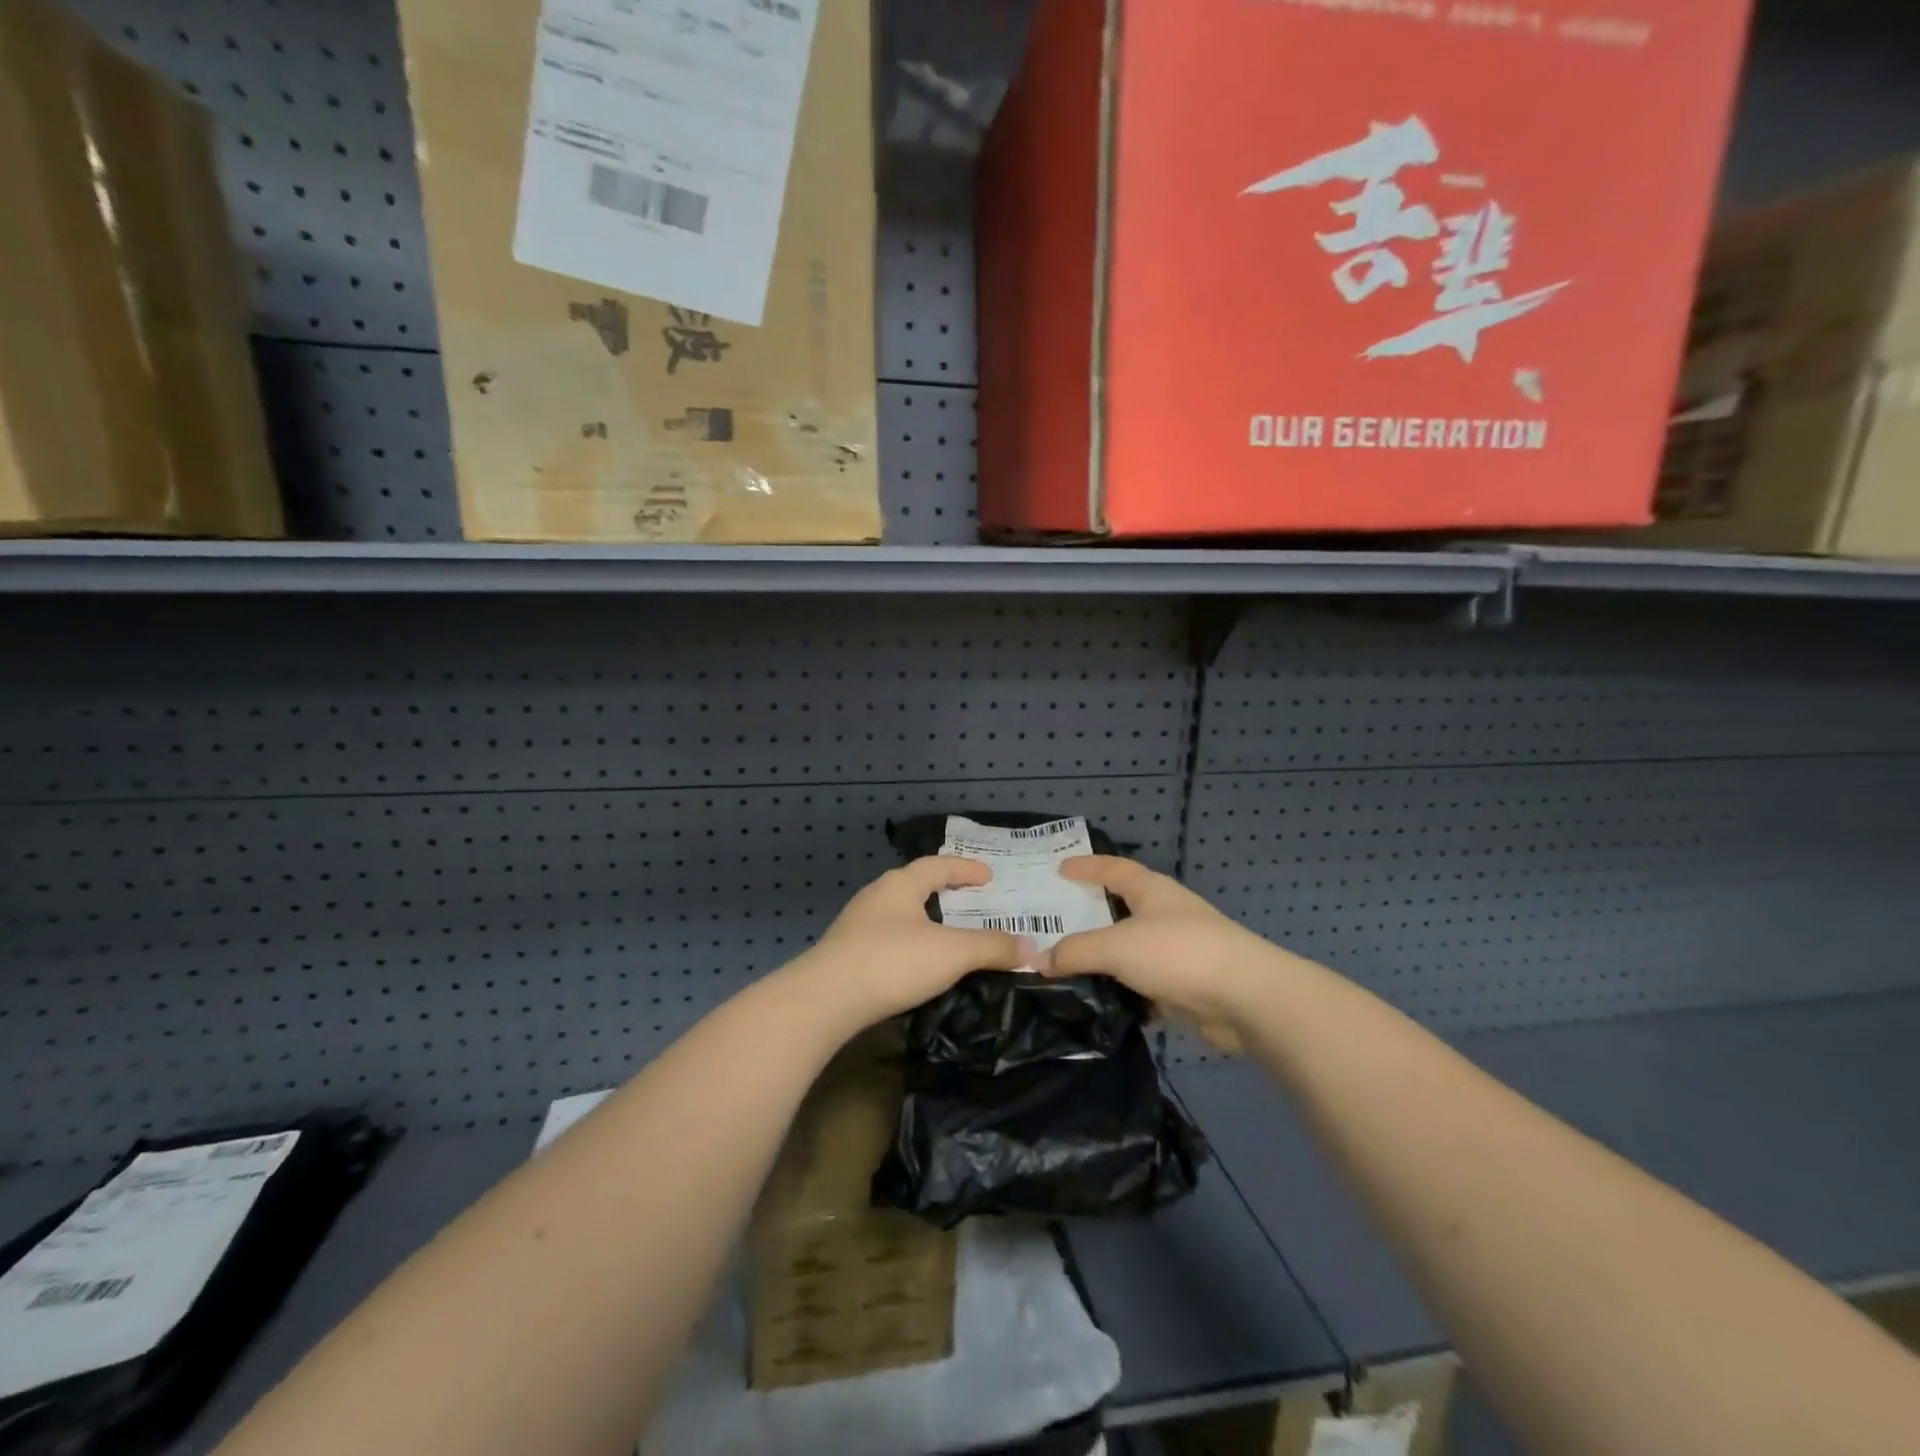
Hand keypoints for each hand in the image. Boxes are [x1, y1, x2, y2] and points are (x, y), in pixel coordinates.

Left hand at [792, 857, 1040, 1034]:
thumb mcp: (952, 953)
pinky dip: (910, 943)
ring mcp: (856, 926)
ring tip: (948, 934)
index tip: (989, 876)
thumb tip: (1032, 949)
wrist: (825, 1000)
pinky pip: (887, 939)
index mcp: (900, 885)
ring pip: (899, 914)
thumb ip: (993, 948)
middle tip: (971, 902)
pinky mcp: (846, 955)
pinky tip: (917, 964)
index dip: (966, 869)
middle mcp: (876, 897)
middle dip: (944, 892)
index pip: (938, 865)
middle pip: (915, 885)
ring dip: (925, 920)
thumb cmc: (892, 961)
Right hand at [1046, 856, 1287, 1052]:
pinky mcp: (1187, 988)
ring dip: (1105, 961)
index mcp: (1152, 891)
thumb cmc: (1179, 953)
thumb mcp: (1117, 946)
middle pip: (1121, 910)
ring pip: (1131, 952)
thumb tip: (1039, 960)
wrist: (1248, 999)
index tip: (1060, 868)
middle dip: (1090, 916)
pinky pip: (1145, 986)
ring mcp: (1179, 952)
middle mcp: (1166, 915)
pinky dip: (1124, 993)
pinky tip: (1100, 1004)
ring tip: (1067, 968)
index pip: (1114, 869)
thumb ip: (1076, 951)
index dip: (1087, 866)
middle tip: (1053, 922)